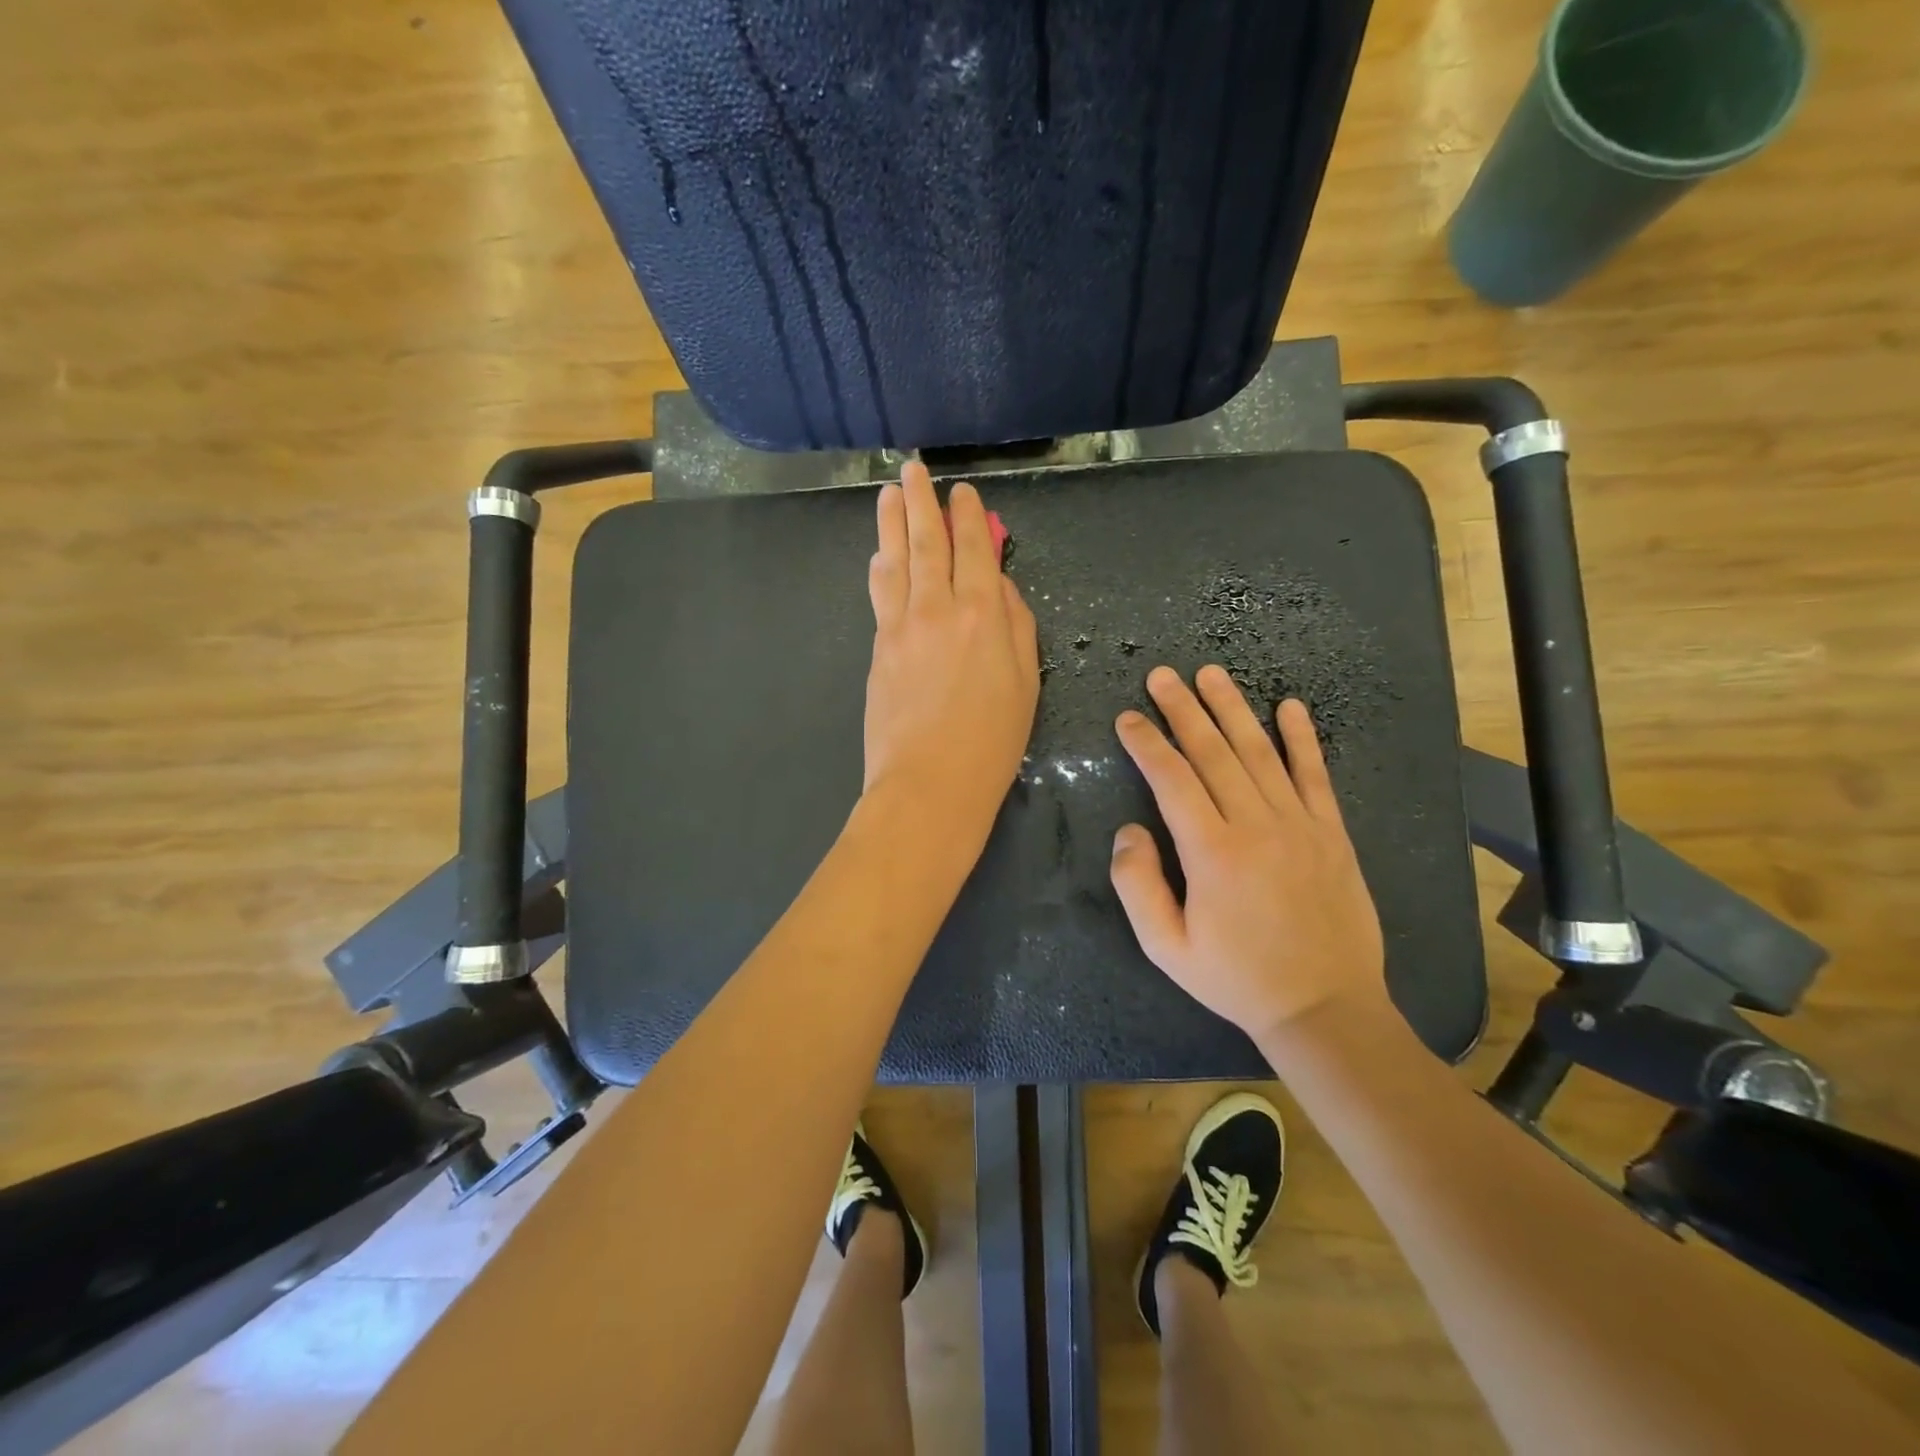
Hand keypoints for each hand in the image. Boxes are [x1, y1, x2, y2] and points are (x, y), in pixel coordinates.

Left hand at [862, 461, 1039, 843]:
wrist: (929, 785)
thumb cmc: (991, 743)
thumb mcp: (1026, 684)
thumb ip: (1017, 626)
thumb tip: (1000, 587)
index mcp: (984, 615)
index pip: (975, 550)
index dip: (970, 518)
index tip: (963, 493)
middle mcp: (939, 608)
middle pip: (929, 543)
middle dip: (922, 502)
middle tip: (913, 470)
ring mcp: (902, 626)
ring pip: (897, 561)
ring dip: (892, 523)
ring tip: (888, 494)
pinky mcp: (879, 648)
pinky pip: (880, 594)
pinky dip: (881, 567)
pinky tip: (879, 554)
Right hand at [1110, 665, 1387, 1042]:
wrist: (1324, 1007)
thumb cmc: (1236, 979)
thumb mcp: (1166, 947)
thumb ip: (1137, 885)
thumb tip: (1129, 830)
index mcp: (1211, 852)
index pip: (1172, 779)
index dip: (1146, 744)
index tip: (1127, 719)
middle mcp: (1255, 825)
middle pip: (1213, 752)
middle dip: (1183, 710)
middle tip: (1162, 675)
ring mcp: (1299, 825)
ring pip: (1260, 752)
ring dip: (1232, 709)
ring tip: (1211, 674)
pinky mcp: (1331, 833)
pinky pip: (1314, 775)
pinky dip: (1302, 739)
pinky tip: (1290, 708)